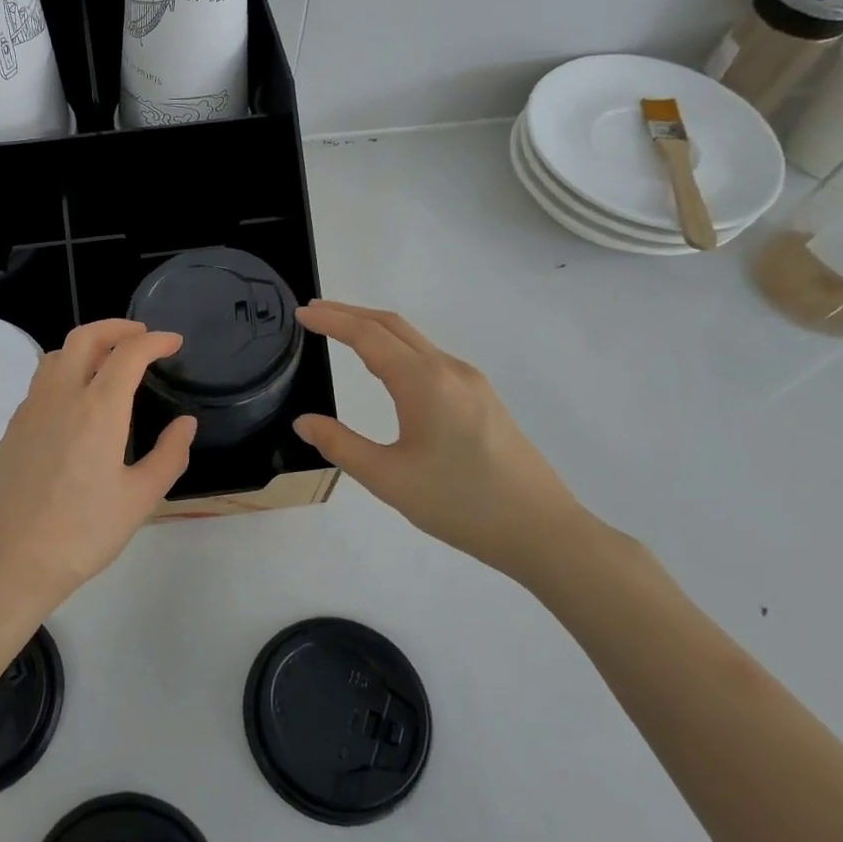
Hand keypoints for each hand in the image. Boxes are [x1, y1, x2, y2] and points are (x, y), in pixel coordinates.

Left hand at [0, 319, 196, 612]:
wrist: (9, 562)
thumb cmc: (82, 533)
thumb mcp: (139, 499)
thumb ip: (169, 455)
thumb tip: (185, 424)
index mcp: (97, 409)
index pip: (128, 354)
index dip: (154, 341)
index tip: (173, 341)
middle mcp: (60, 397)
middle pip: (84, 338)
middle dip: (116, 328)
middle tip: (141, 336)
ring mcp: (30, 410)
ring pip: (56, 355)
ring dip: (86, 345)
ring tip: (108, 361)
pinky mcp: (12, 429)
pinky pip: (41, 382)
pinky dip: (64, 370)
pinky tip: (76, 399)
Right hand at [293, 300, 593, 583]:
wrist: (541, 529)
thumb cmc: (460, 504)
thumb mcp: (388, 479)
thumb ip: (341, 445)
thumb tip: (304, 422)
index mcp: (424, 382)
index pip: (368, 336)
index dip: (331, 320)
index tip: (301, 312)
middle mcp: (449, 370)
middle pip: (393, 325)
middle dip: (351, 313)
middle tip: (314, 312)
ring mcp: (470, 382)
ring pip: (414, 340)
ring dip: (375, 329)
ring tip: (342, 332)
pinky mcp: (482, 398)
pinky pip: (430, 357)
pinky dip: (397, 348)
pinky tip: (387, 368)